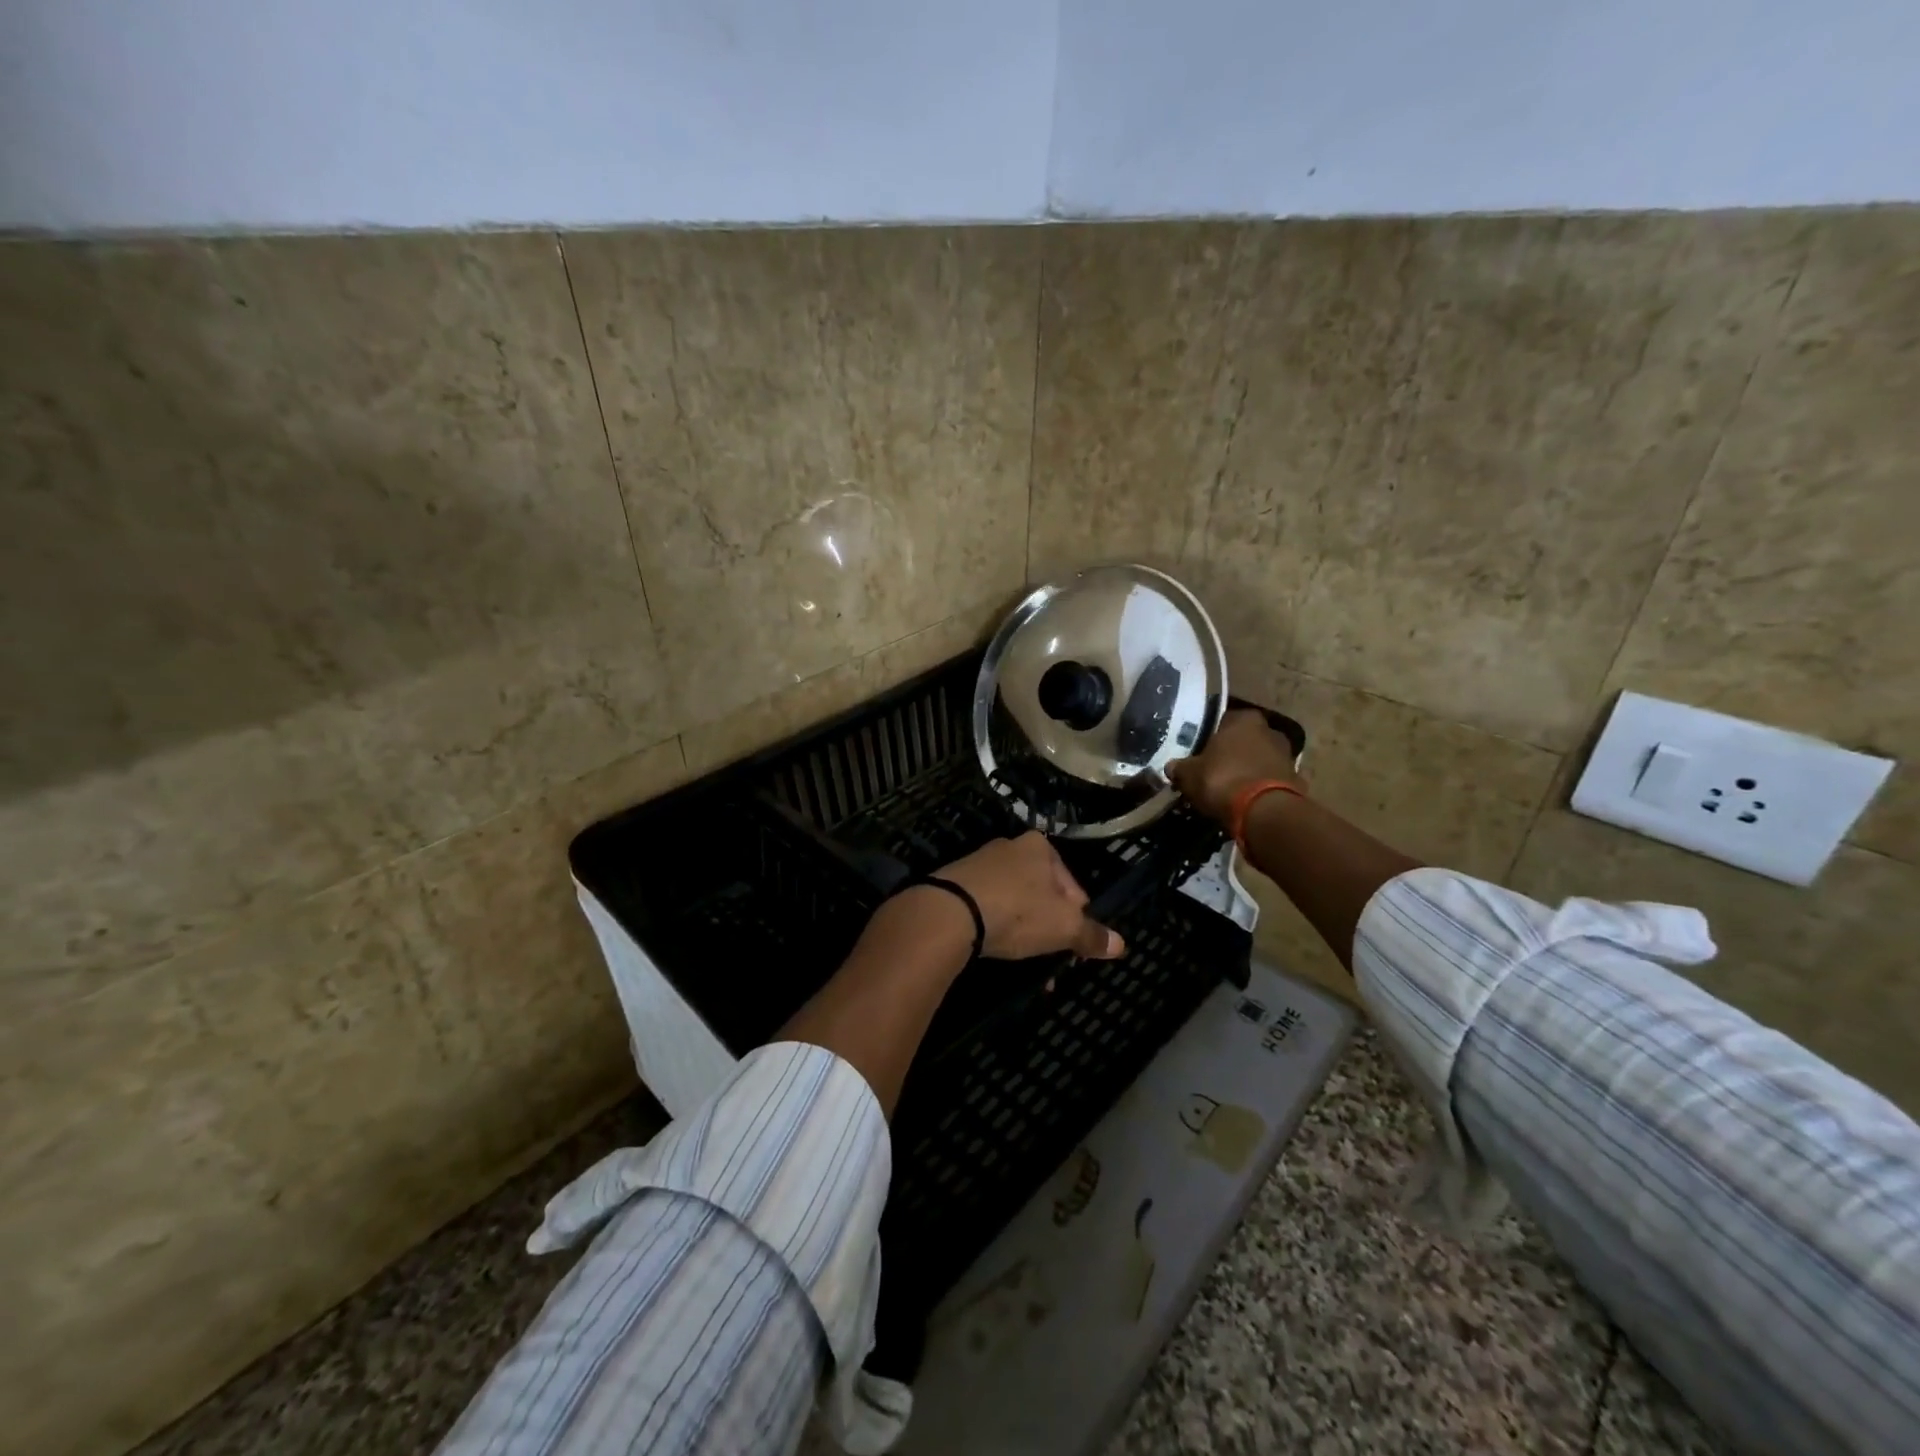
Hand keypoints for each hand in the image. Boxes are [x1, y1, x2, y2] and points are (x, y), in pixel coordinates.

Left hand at [931, 832, 1125, 960]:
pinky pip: (987, 906)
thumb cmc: (1017, 911)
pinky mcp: (956, 883)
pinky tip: (995, 948)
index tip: (1074, 942)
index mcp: (1040, 846)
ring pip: (1014, 902)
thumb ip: (1091, 935)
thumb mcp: (1063, 926)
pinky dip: (996, 927)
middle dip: (1049, 926)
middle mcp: (1009, 847)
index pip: (1072, 884)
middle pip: (1042, 893)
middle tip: (1051, 956)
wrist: (949, 912)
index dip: (1077, 916)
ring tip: (1024, 958)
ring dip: (1023, 930)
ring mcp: (979, 863)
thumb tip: (1120, 945)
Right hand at [1166, 709, 1300, 824]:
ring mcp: (1287, 756)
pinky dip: (1260, 789)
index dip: (1209, 738)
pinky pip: (1270, 781)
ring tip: (1229, 790)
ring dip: (1247, 771)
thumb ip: (1180, 767)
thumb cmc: (1222, 780)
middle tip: (1213, 771)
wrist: (1264, 812)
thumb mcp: (1189, 774)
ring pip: (1259, 761)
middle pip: (1244, 741)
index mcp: (1243, 719)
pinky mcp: (1296, 781)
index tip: (1199, 754)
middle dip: (1231, 754)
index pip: (1223, 721)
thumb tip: (1171, 767)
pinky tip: (1246, 803)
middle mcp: (1270, 731)